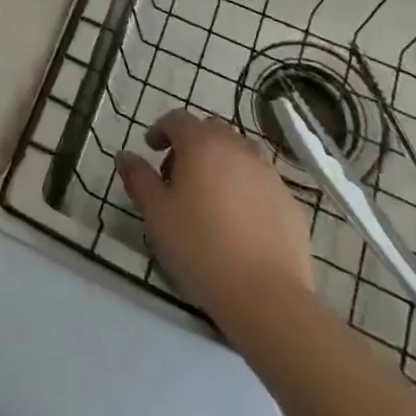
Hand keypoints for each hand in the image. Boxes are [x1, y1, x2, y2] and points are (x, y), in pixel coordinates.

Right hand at [117, 109, 315, 328]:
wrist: (267, 296)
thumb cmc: (201, 247)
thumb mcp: (156, 214)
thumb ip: (139, 178)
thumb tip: (125, 156)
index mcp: (202, 143)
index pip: (177, 119)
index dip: (161, 130)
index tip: (150, 150)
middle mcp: (238, 147)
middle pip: (210, 132)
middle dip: (190, 145)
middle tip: (177, 177)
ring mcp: (268, 173)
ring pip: (238, 154)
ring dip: (220, 164)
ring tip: (209, 198)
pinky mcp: (289, 201)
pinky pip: (260, 182)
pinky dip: (245, 188)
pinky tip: (238, 222)